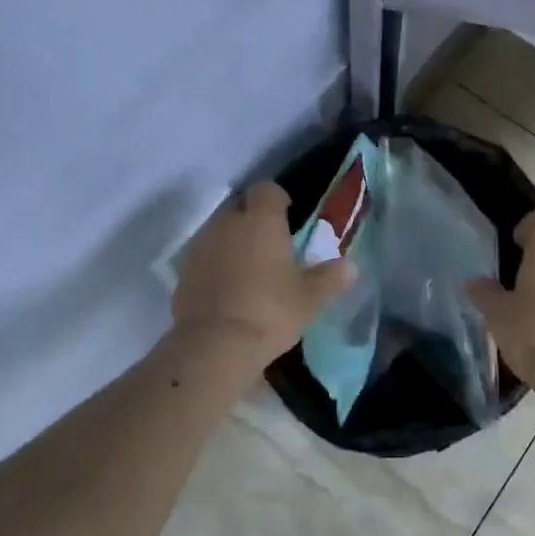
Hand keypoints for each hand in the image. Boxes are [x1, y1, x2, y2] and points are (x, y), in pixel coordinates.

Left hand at [171, 181, 353, 368]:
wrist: (214, 346)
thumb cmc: (270, 312)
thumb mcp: (310, 298)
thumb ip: (330, 278)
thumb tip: (350, 267)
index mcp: (261, 220)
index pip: (267, 189)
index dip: (277, 199)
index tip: (288, 216)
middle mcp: (227, 223)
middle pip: (241, 208)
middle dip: (254, 221)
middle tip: (271, 246)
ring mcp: (201, 246)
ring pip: (220, 231)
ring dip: (233, 242)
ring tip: (249, 269)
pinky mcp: (183, 271)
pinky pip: (204, 257)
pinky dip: (215, 265)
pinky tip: (227, 289)